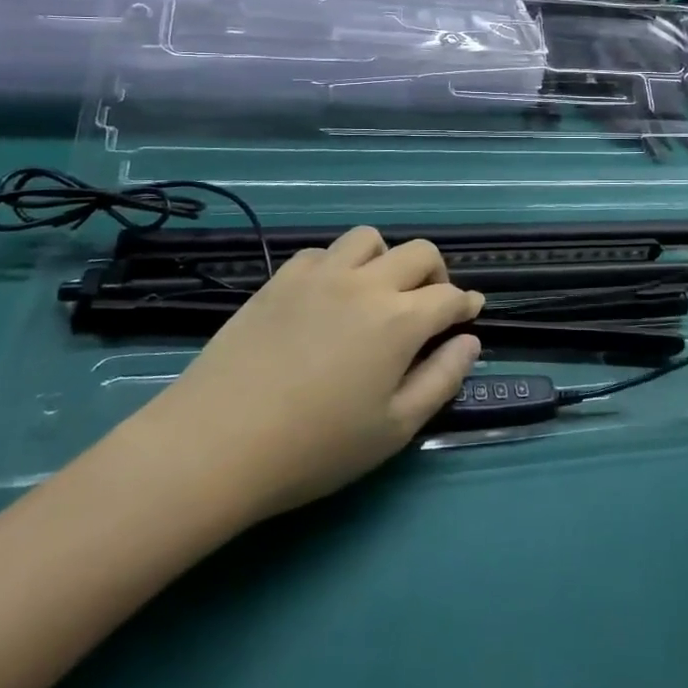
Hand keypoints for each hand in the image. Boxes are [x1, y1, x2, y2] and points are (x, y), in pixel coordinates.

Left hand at [120, 229, 484, 529]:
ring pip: (369, 239)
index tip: (470, 313)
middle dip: (436, 274)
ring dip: (386, 259)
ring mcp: (320, 274)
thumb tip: (469, 342)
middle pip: (419, 252)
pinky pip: (322, 252)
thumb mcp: (393, 428)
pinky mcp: (280, 279)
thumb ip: (441, 380)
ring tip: (377, 292)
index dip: (466, 304)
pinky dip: (338, 266)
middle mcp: (366, 283)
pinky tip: (328, 297)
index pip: (449, 296)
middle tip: (429, 304)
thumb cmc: (315, 447)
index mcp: (400, 319)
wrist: (216, 443)